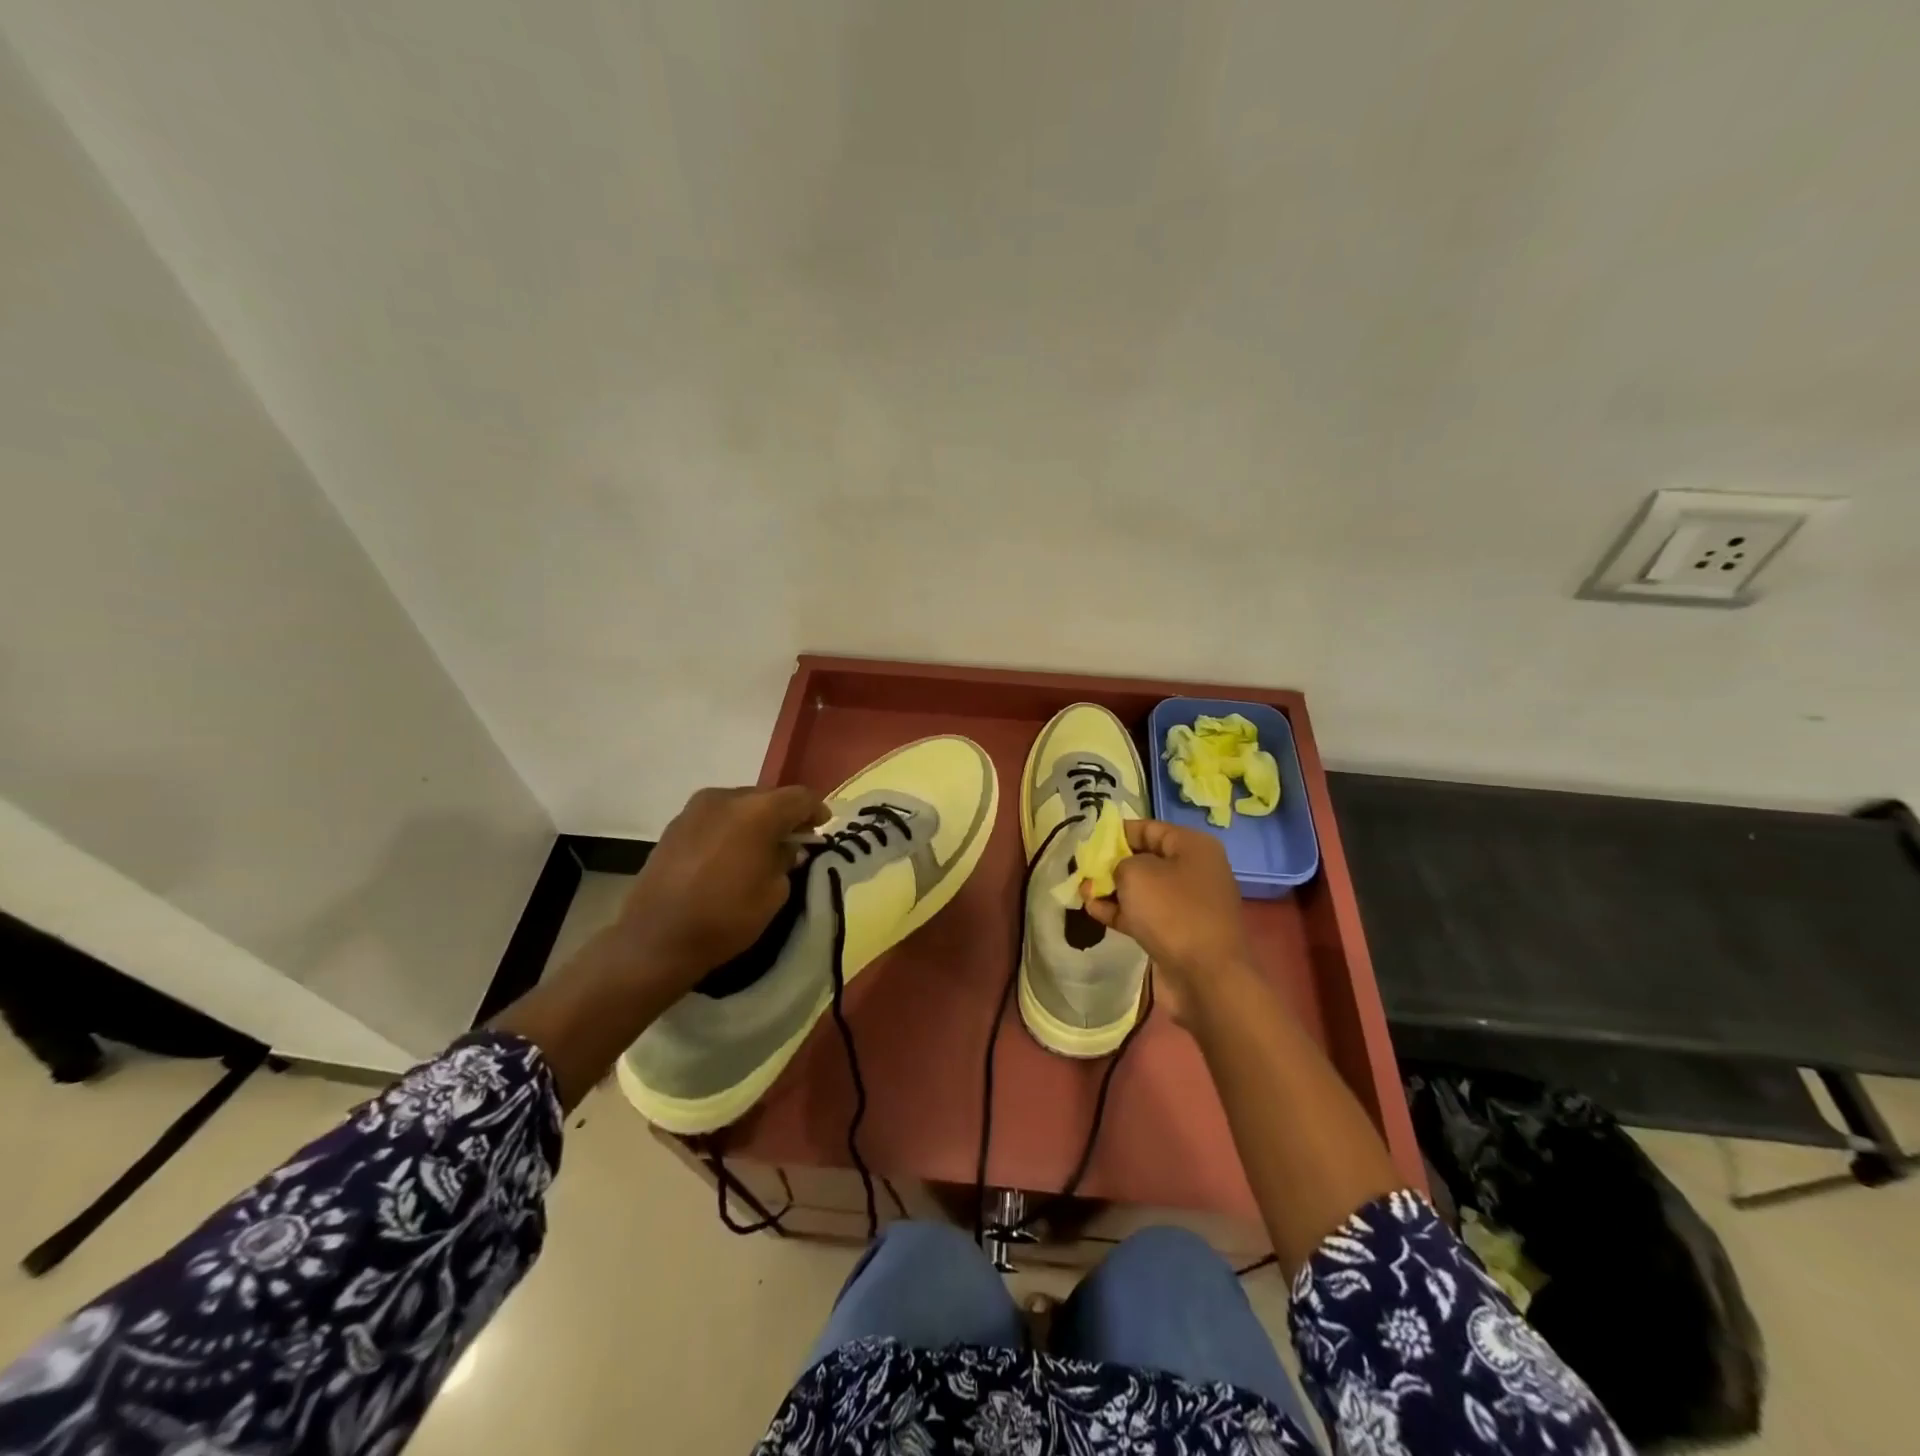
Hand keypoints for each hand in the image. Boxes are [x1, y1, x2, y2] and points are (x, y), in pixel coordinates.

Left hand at [613, 785, 828, 998]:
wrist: (655, 939)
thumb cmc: (725, 917)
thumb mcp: (774, 893)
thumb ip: (785, 860)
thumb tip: (784, 848)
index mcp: (757, 811)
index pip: (799, 797)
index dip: (816, 811)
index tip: (822, 828)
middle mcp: (726, 798)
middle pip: (768, 797)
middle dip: (784, 815)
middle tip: (794, 840)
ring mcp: (696, 808)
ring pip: (740, 805)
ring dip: (756, 820)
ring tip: (760, 848)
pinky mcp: (675, 824)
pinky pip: (716, 817)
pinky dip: (730, 828)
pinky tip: (730, 854)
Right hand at [1081, 819, 1258, 1019]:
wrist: (1206, 977)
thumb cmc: (1172, 912)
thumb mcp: (1136, 873)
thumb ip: (1117, 863)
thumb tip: (1116, 872)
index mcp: (1192, 847)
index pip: (1148, 828)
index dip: (1116, 832)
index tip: (1088, 841)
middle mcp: (1194, 870)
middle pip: (1144, 858)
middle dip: (1111, 864)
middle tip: (1082, 869)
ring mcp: (1187, 903)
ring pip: (1142, 889)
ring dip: (1112, 889)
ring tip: (1083, 892)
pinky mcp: (1178, 932)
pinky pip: (1144, 914)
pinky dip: (1121, 911)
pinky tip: (1093, 911)